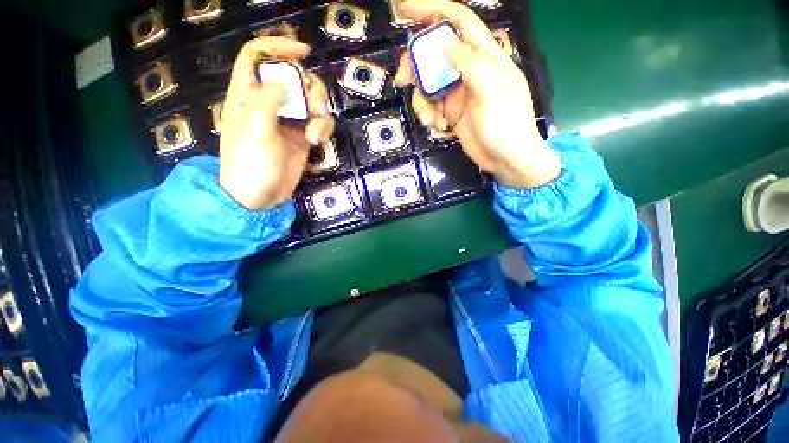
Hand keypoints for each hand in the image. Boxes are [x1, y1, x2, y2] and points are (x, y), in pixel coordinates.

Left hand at [219, 37, 334, 209]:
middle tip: (316, 109)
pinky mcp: (303, 136)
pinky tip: (318, 141)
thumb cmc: (250, 166)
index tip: (303, 52)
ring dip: (321, 113)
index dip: (278, 47)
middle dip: (311, 89)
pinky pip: (319, 123)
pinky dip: (323, 129)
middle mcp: (270, 103)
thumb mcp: (253, 133)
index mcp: (248, 95)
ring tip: (317, 133)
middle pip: (294, 78)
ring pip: (311, 101)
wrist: (260, 197)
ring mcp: (289, 120)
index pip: (258, 56)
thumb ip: (265, 103)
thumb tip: (286, 83)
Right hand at [394, 0, 559, 188]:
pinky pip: (431, 107)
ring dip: (423, 102)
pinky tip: (439, 127)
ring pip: (428, 85)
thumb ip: (469, 63)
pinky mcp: (451, 113)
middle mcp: (468, 71)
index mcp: (484, 56)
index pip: (458, 22)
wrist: (506, 159)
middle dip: (416, 66)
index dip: (433, 11)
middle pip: (434, 55)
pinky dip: (429, 116)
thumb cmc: (506, 124)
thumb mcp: (491, 90)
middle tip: (403, 79)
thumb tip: (443, 42)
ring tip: (432, 119)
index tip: (405, 9)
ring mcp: (458, 94)